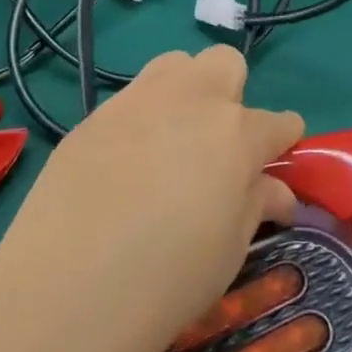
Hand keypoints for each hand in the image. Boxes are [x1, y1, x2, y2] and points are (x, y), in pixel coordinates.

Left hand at [0, 46, 304, 351]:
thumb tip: (276, 190)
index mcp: (238, 134)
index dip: (283, 141)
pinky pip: (132, 97)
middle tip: (219, 145)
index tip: (276, 161)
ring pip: (177, 64)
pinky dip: (142, 118)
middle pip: (226, 64)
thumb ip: (256, 205)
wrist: (69, 287)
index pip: (279, 122)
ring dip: (186, 91)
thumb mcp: (229, 251)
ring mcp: (140, 100)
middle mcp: (193, 100)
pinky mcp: (96, 114)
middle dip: (233, 95)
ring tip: (172, 141)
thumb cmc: (168, 280)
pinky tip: (125, 163)